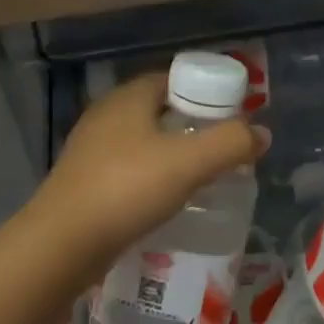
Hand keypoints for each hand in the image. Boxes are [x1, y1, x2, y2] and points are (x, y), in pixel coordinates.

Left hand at [30, 72, 268, 275]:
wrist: (62, 245)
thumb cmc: (126, 190)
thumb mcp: (188, 163)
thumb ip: (230, 143)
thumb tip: (261, 134)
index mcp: (127, 98)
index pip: (173, 79)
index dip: (206, 92)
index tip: (233, 116)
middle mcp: (106, 117)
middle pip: (159, 111)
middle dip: (193, 126)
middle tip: (224, 149)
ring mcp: (91, 151)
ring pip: (144, 143)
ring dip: (173, 155)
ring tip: (203, 177)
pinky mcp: (85, 184)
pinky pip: (129, 171)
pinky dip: (153, 179)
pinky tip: (168, 201)